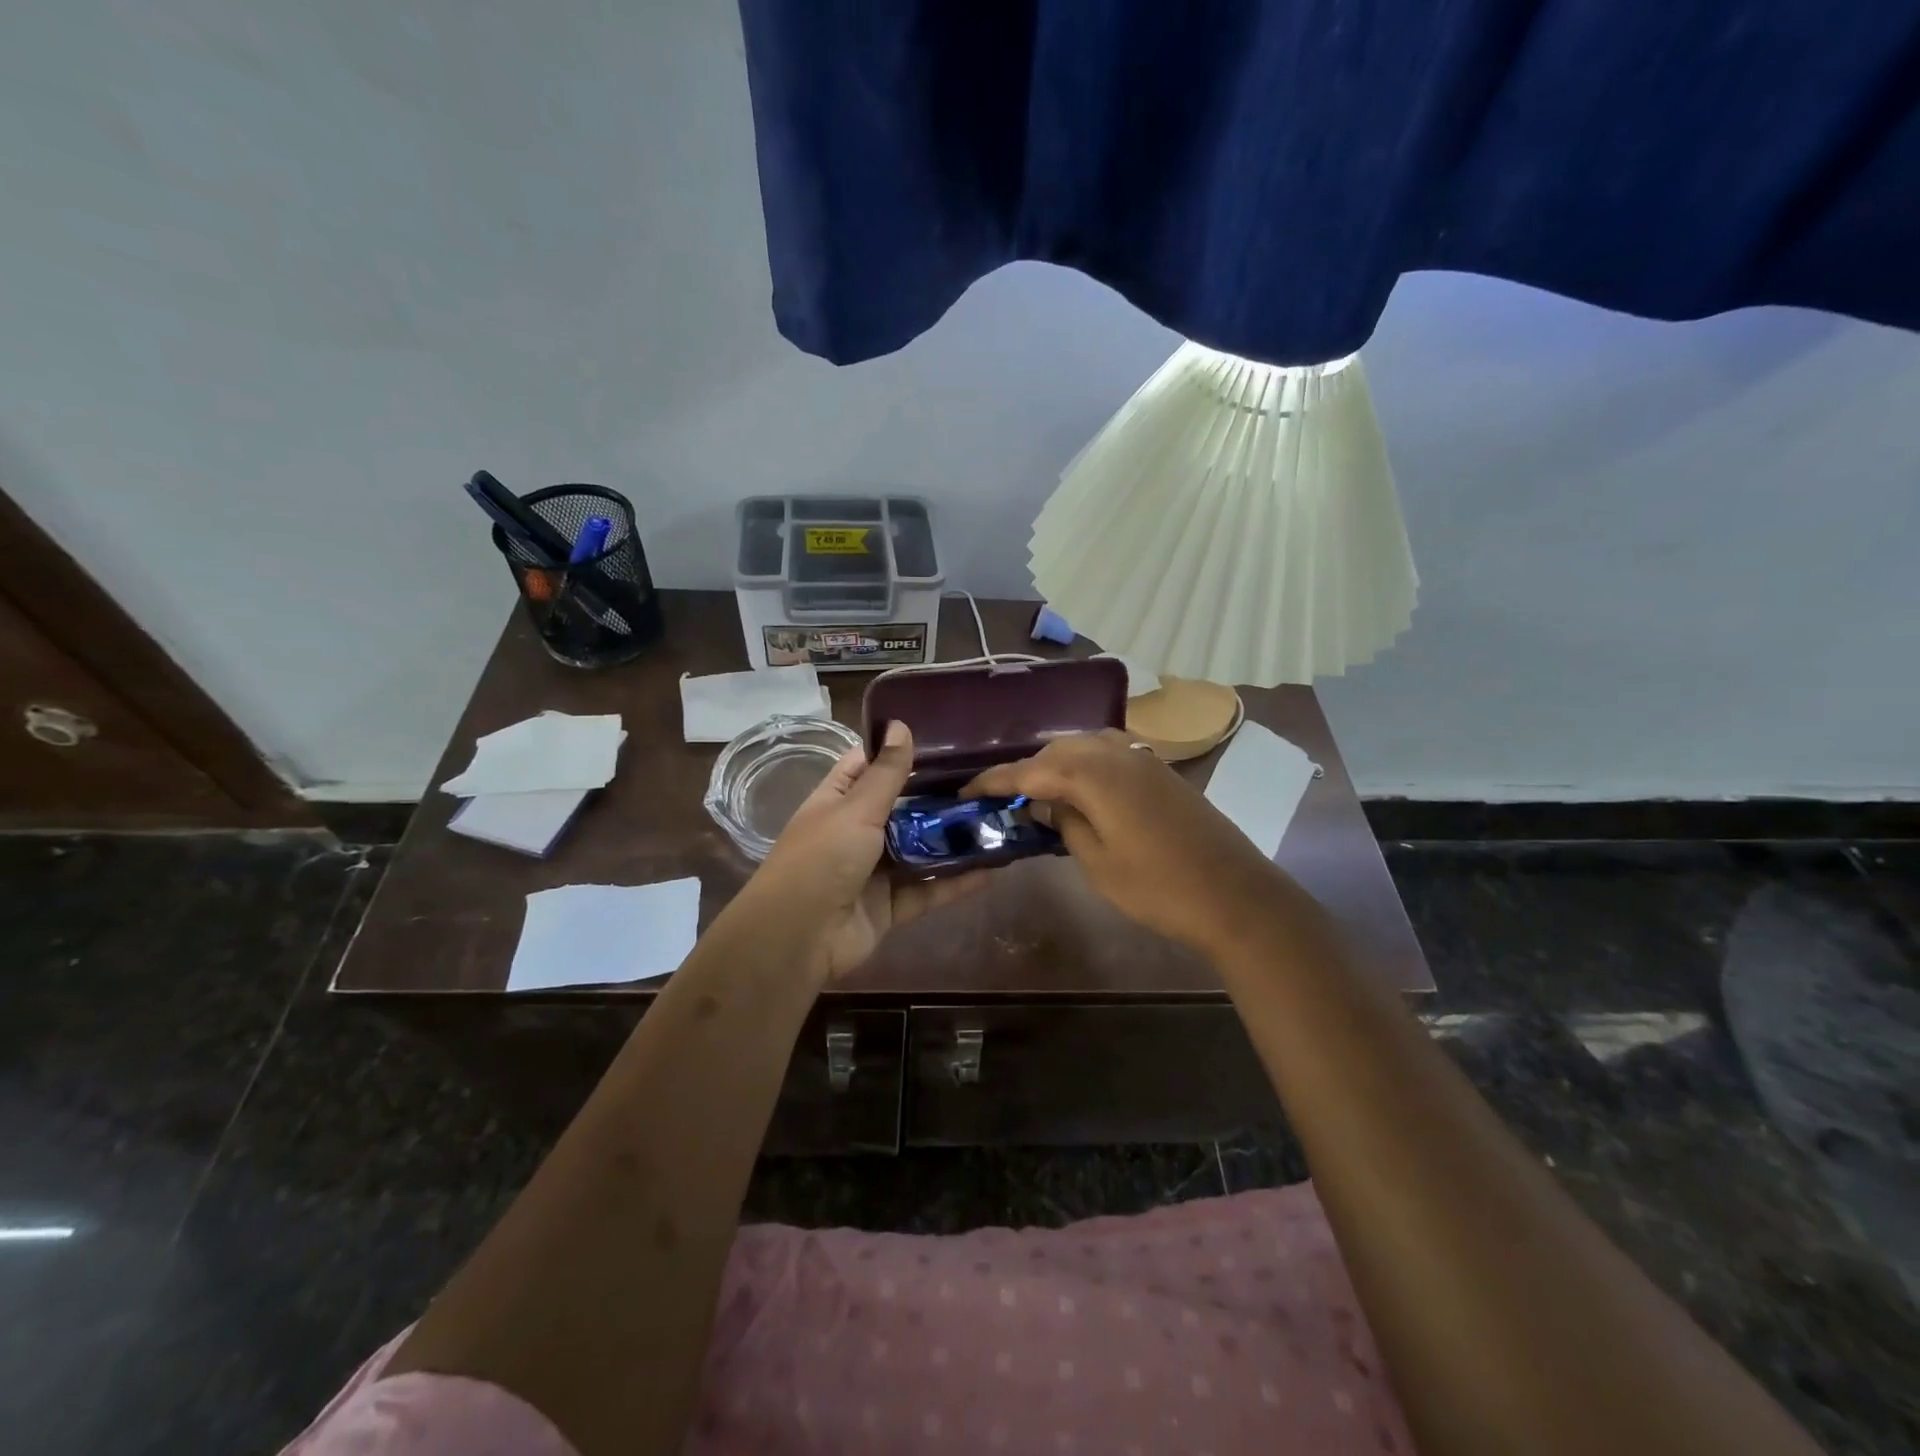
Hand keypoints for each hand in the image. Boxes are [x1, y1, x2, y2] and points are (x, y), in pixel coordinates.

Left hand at [747, 722, 981, 981]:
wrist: (799, 938)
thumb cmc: (822, 859)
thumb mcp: (856, 809)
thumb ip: (886, 773)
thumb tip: (900, 723)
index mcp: (838, 801)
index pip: (868, 766)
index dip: (898, 752)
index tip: (942, 740)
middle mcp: (856, 832)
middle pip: (902, 809)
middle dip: (938, 797)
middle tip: (985, 779)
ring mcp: (874, 871)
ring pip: (919, 850)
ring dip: (952, 840)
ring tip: (997, 820)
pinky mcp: (891, 906)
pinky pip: (929, 890)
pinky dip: (958, 882)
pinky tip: (994, 868)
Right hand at [964, 729, 1292, 957]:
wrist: (1235, 896)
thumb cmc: (1159, 888)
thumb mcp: (1098, 862)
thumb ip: (1065, 823)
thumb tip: (1044, 802)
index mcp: (1095, 775)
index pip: (1032, 770)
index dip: (997, 780)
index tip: (968, 789)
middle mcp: (1117, 754)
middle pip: (1058, 750)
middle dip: (1028, 769)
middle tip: (1003, 796)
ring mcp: (1144, 759)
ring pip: (1086, 746)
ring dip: (1058, 763)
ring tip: (1039, 790)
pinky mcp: (1161, 771)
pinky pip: (1110, 753)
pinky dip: (1086, 764)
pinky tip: (1080, 787)